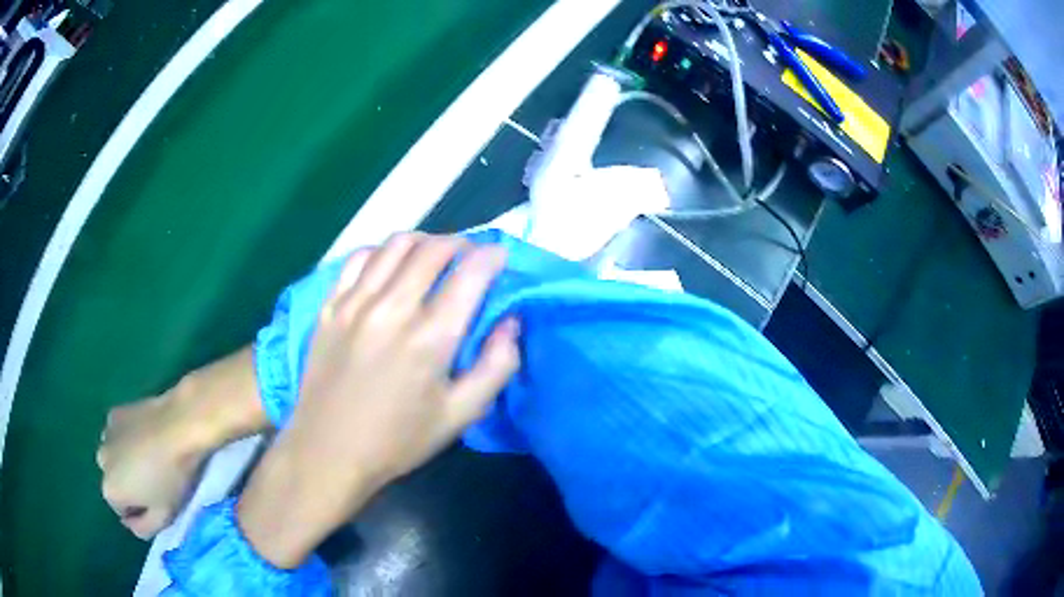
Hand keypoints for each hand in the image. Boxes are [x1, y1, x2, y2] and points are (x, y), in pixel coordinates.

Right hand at [99, 347, 267, 537]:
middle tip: (161, 482)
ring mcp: (108, 428)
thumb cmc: (175, 475)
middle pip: (116, 481)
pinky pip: (122, 433)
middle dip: (133, 486)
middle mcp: (101, 455)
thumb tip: (132, 522)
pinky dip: (133, 440)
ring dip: (132, 462)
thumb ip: (142, 525)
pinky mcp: (120, 409)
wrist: (183, 421)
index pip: (119, 509)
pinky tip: (154, 437)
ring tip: (159, 459)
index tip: (159, 503)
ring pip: (118, 456)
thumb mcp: (162, 514)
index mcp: (109, 484)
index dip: (141, 510)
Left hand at [238, 233, 519, 567]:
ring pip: (395, 245)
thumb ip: (496, 366)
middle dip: (461, 244)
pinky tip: (389, 266)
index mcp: (430, 337)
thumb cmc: (398, 440)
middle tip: (470, 257)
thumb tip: (511, 323)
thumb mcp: (460, 415)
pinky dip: (382, 252)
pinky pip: (359, 258)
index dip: (492, 256)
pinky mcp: (330, 306)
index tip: (500, 257)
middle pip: (433, 249)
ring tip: (433, 256)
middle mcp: (392, 308)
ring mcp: (354, 302)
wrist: (328, 451)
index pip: (470, 272)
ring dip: (424, 242)